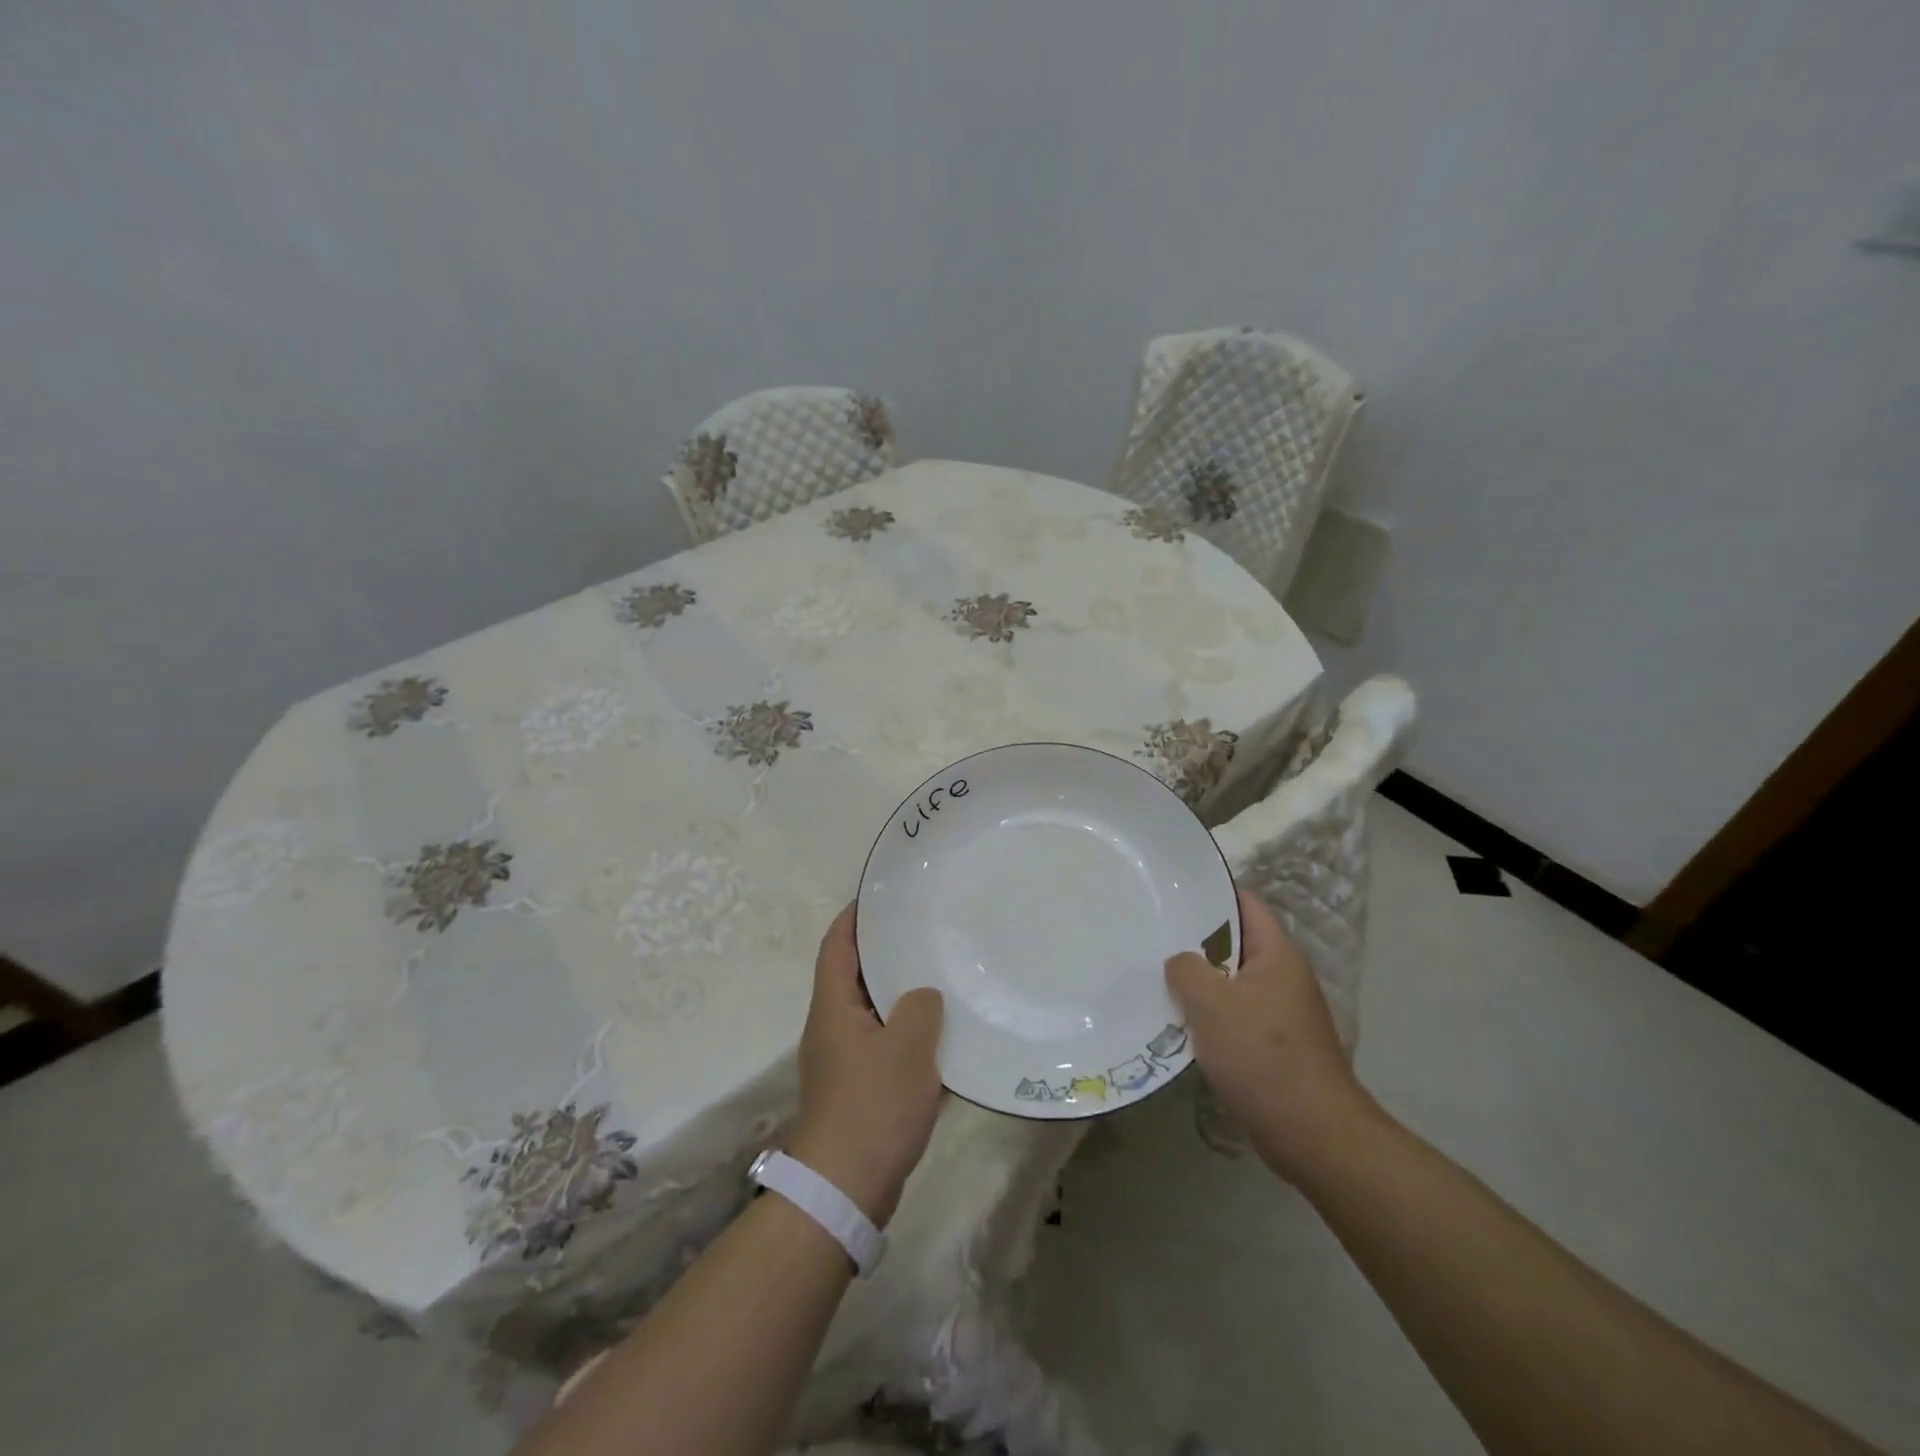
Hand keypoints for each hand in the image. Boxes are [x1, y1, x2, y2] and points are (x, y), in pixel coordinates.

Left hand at [788, 904, 945, 1225]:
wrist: (845, 1188)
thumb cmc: (873, 1106)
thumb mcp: (908, 1047)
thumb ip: (920, 1007)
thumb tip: (922, 996)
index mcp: (833, 1007)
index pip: (837, 945)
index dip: (854, 917)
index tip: (882, 895)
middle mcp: (831, 1026)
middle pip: (853, 974)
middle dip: (883, 950)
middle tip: (923, 930)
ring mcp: (842, 1059)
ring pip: (871, 1010)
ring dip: (898, 992)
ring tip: (938, 973)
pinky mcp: (856, 1087)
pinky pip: (881, 1042)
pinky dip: (905, 1030)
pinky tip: (939, 1033)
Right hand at [1165, 887, 1379, 1184]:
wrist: (1311, 1133)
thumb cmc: (1261, 1054)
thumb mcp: (1211, 1002)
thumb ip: (1186, 969)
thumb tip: (1180, 962)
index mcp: (1277, 954)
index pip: (1244, 904)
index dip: (1210, 893)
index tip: (1170, 894)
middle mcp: (1284, 976)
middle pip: (1234, 944)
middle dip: (1195, 942)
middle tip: (1152, 936)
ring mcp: (1282, 1013)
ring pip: (1231, 983)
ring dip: (1199, 983)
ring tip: (1156, 977)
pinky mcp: (1275, 1046)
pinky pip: (1235, 1016)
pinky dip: (1209, 1016)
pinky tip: (1178, 1023)